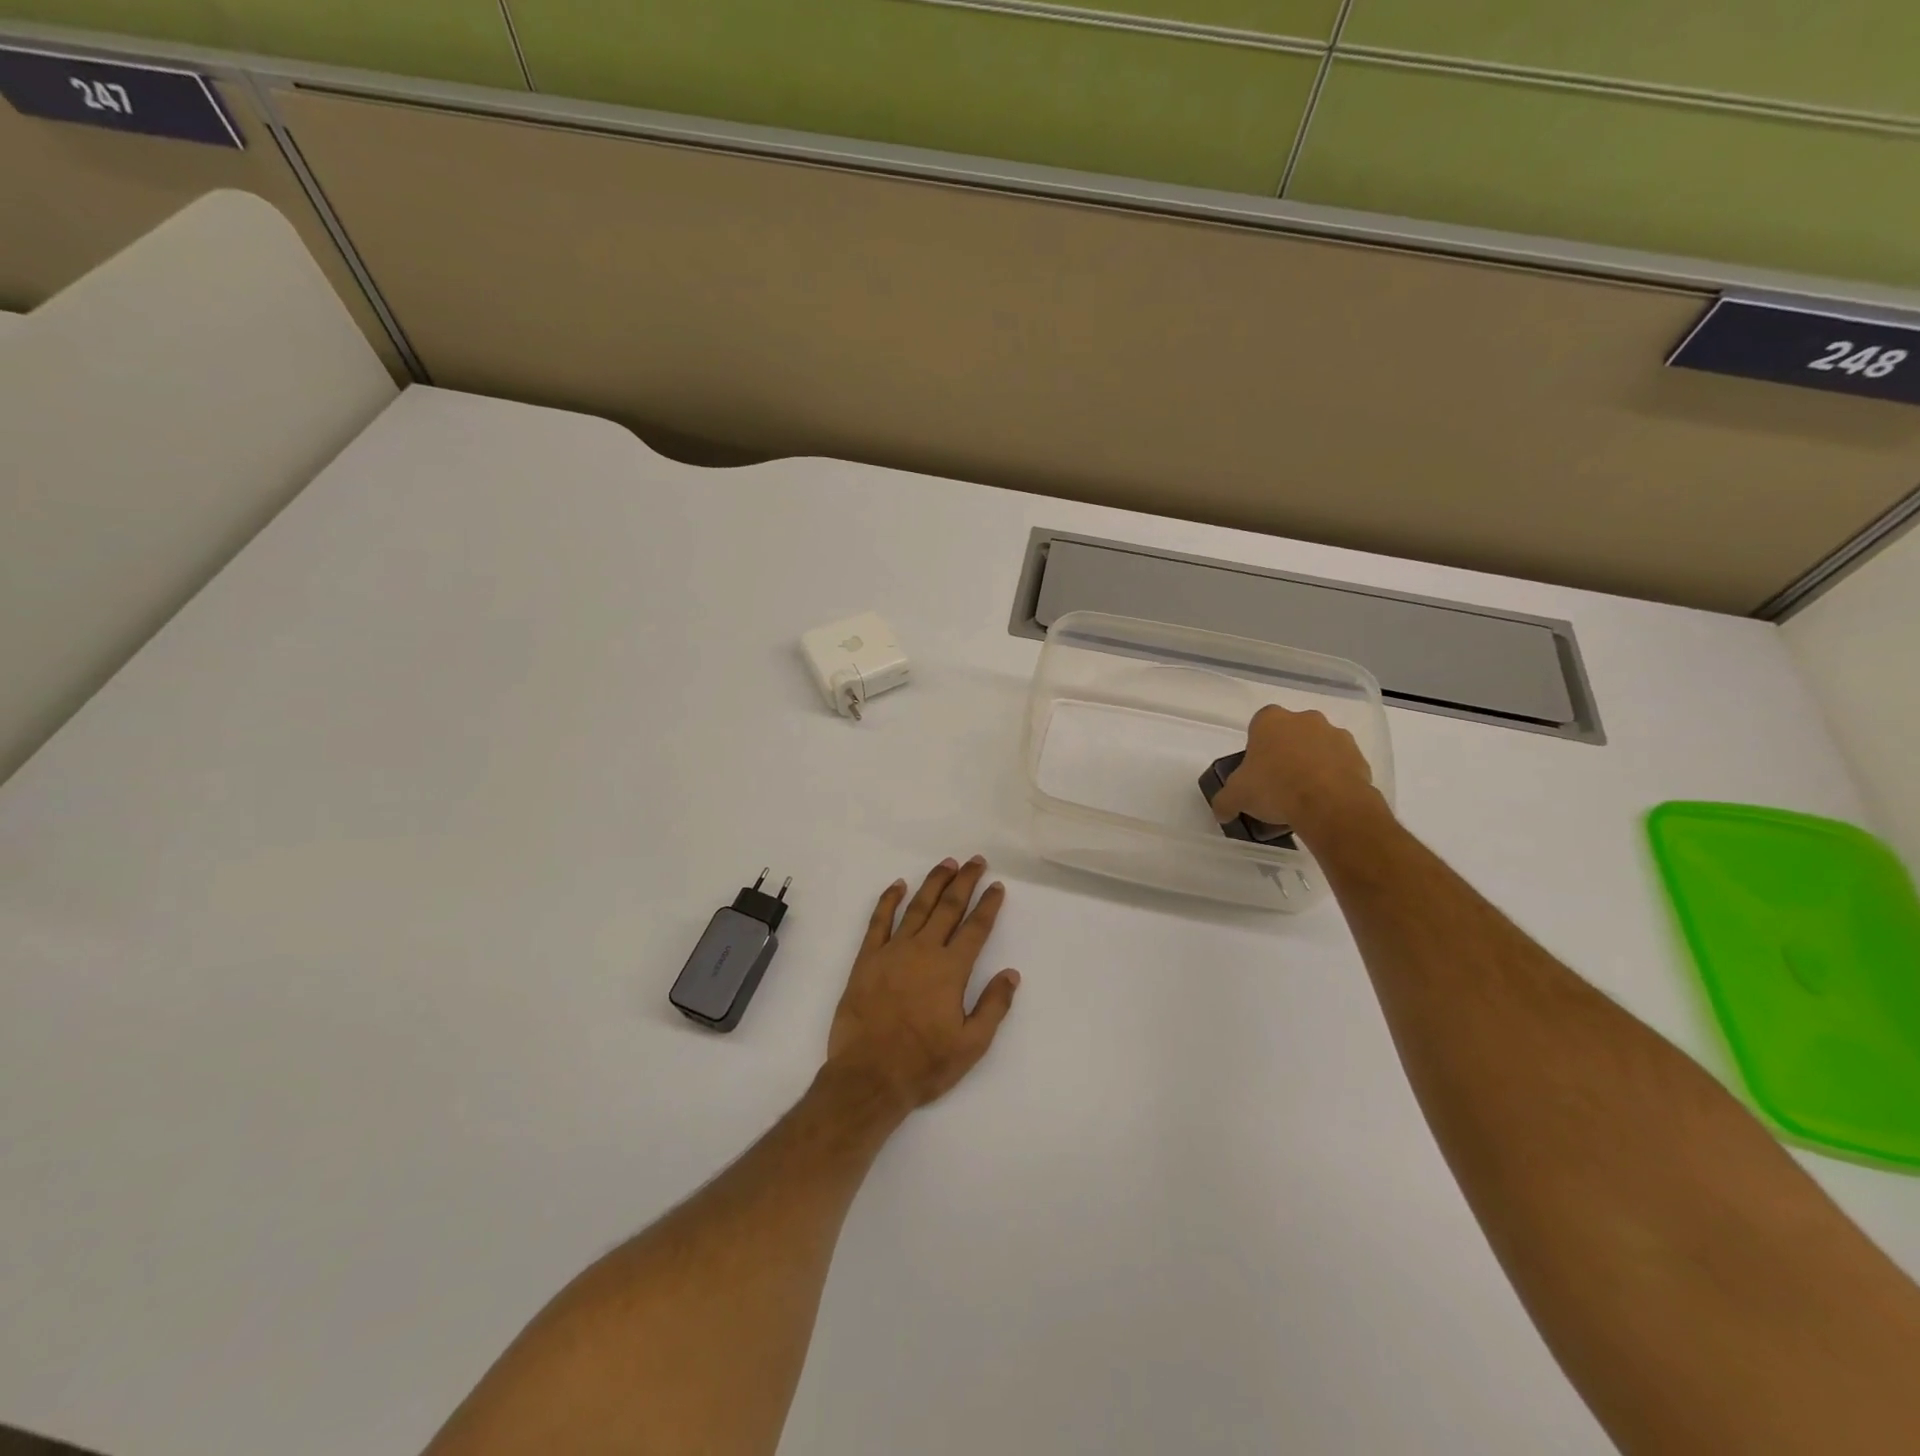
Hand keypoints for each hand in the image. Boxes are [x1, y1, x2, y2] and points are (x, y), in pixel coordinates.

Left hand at [825, 856, 1019, 1112]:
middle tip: (976, 861)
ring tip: (947, 864)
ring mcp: (892, 951)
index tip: (997, 886)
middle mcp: (923, 951)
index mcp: (951, 970)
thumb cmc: (924, 1064)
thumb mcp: (971, 1045)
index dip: (988, 905)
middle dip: (964, 881)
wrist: (868, 1076)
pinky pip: (879, 921)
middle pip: (948, 907)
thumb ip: (993, 1006)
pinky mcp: (867, 959)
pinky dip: (889, 900)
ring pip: (917, 907)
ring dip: (933, 883)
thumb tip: (1011, 973)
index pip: (975, 928)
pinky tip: (898, 885)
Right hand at [1212, 704, 1383, 838]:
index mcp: (1271, 721)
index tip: (1256, 768)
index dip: (1257, 746)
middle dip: (1286, 752)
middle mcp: (1305, 719)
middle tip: (1278, 782)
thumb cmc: (1275, 788)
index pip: (1259, 724)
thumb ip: (1225, 801)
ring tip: (1305, 795)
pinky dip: (1334, 778)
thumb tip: (1222, 812)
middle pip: (1291, 733)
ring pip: (1318, 747)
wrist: (1330, 805)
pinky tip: (1325, 801)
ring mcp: (1336, 735)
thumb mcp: (1237, 797)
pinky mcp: (1359, 756)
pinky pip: (1341, 765)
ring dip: (1312, 763)